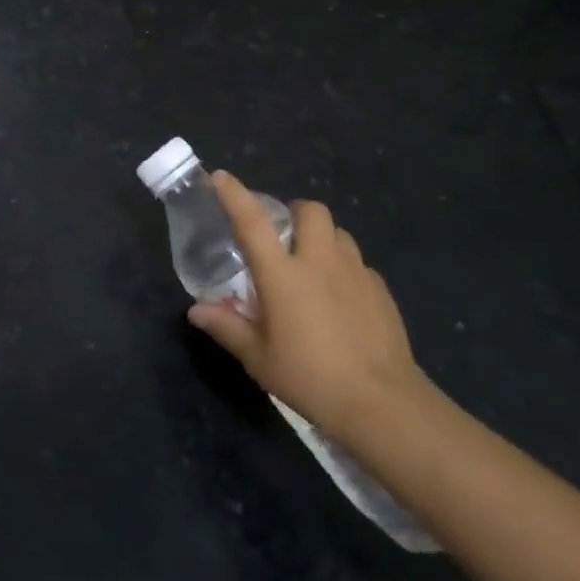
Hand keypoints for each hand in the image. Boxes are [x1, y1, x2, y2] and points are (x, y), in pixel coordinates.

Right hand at [187, 171, 424, 440]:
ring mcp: (355, 273)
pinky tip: (339, 299)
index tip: (220, 177)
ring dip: (321, 239)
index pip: (253, 222)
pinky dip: (343, 269)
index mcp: (283, 274)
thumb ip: (227, 328)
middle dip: (293, 212)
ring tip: (311, 267)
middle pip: (310, 210)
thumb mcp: (259, 358)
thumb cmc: (310, 378)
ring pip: (338, 233)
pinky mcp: (381, 291)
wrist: (382, 404)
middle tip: (281, 237)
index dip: (234, 195)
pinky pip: (358, 264)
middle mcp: (319, 262)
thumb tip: (197, 311)